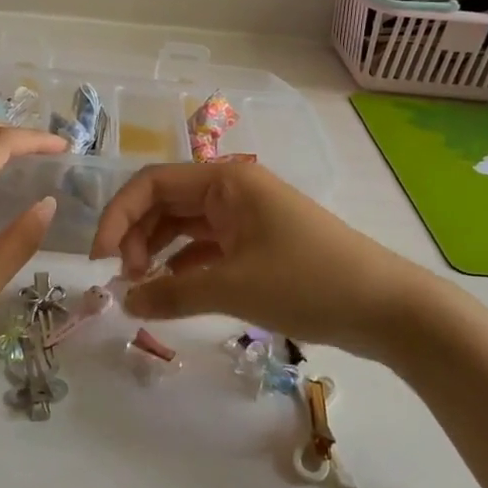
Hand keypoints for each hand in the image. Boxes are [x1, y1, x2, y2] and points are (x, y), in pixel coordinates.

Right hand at [90, 160, 443, 355]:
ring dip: (159, 254)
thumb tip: (124, 302)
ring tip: (143, 291)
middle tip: (126, 282)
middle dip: (138, 238)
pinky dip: (184, 268)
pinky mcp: (258, 244)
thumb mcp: (233, 287)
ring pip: (184, 227)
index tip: (100, 260)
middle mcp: (232, 189)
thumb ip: (172, 294)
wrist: (387, 308)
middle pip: (165, 203)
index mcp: (225, 179)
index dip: (118, 216)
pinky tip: (171, 294)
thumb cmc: (308, 282)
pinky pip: (206, 248)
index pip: (152, 184)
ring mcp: (246, 217)